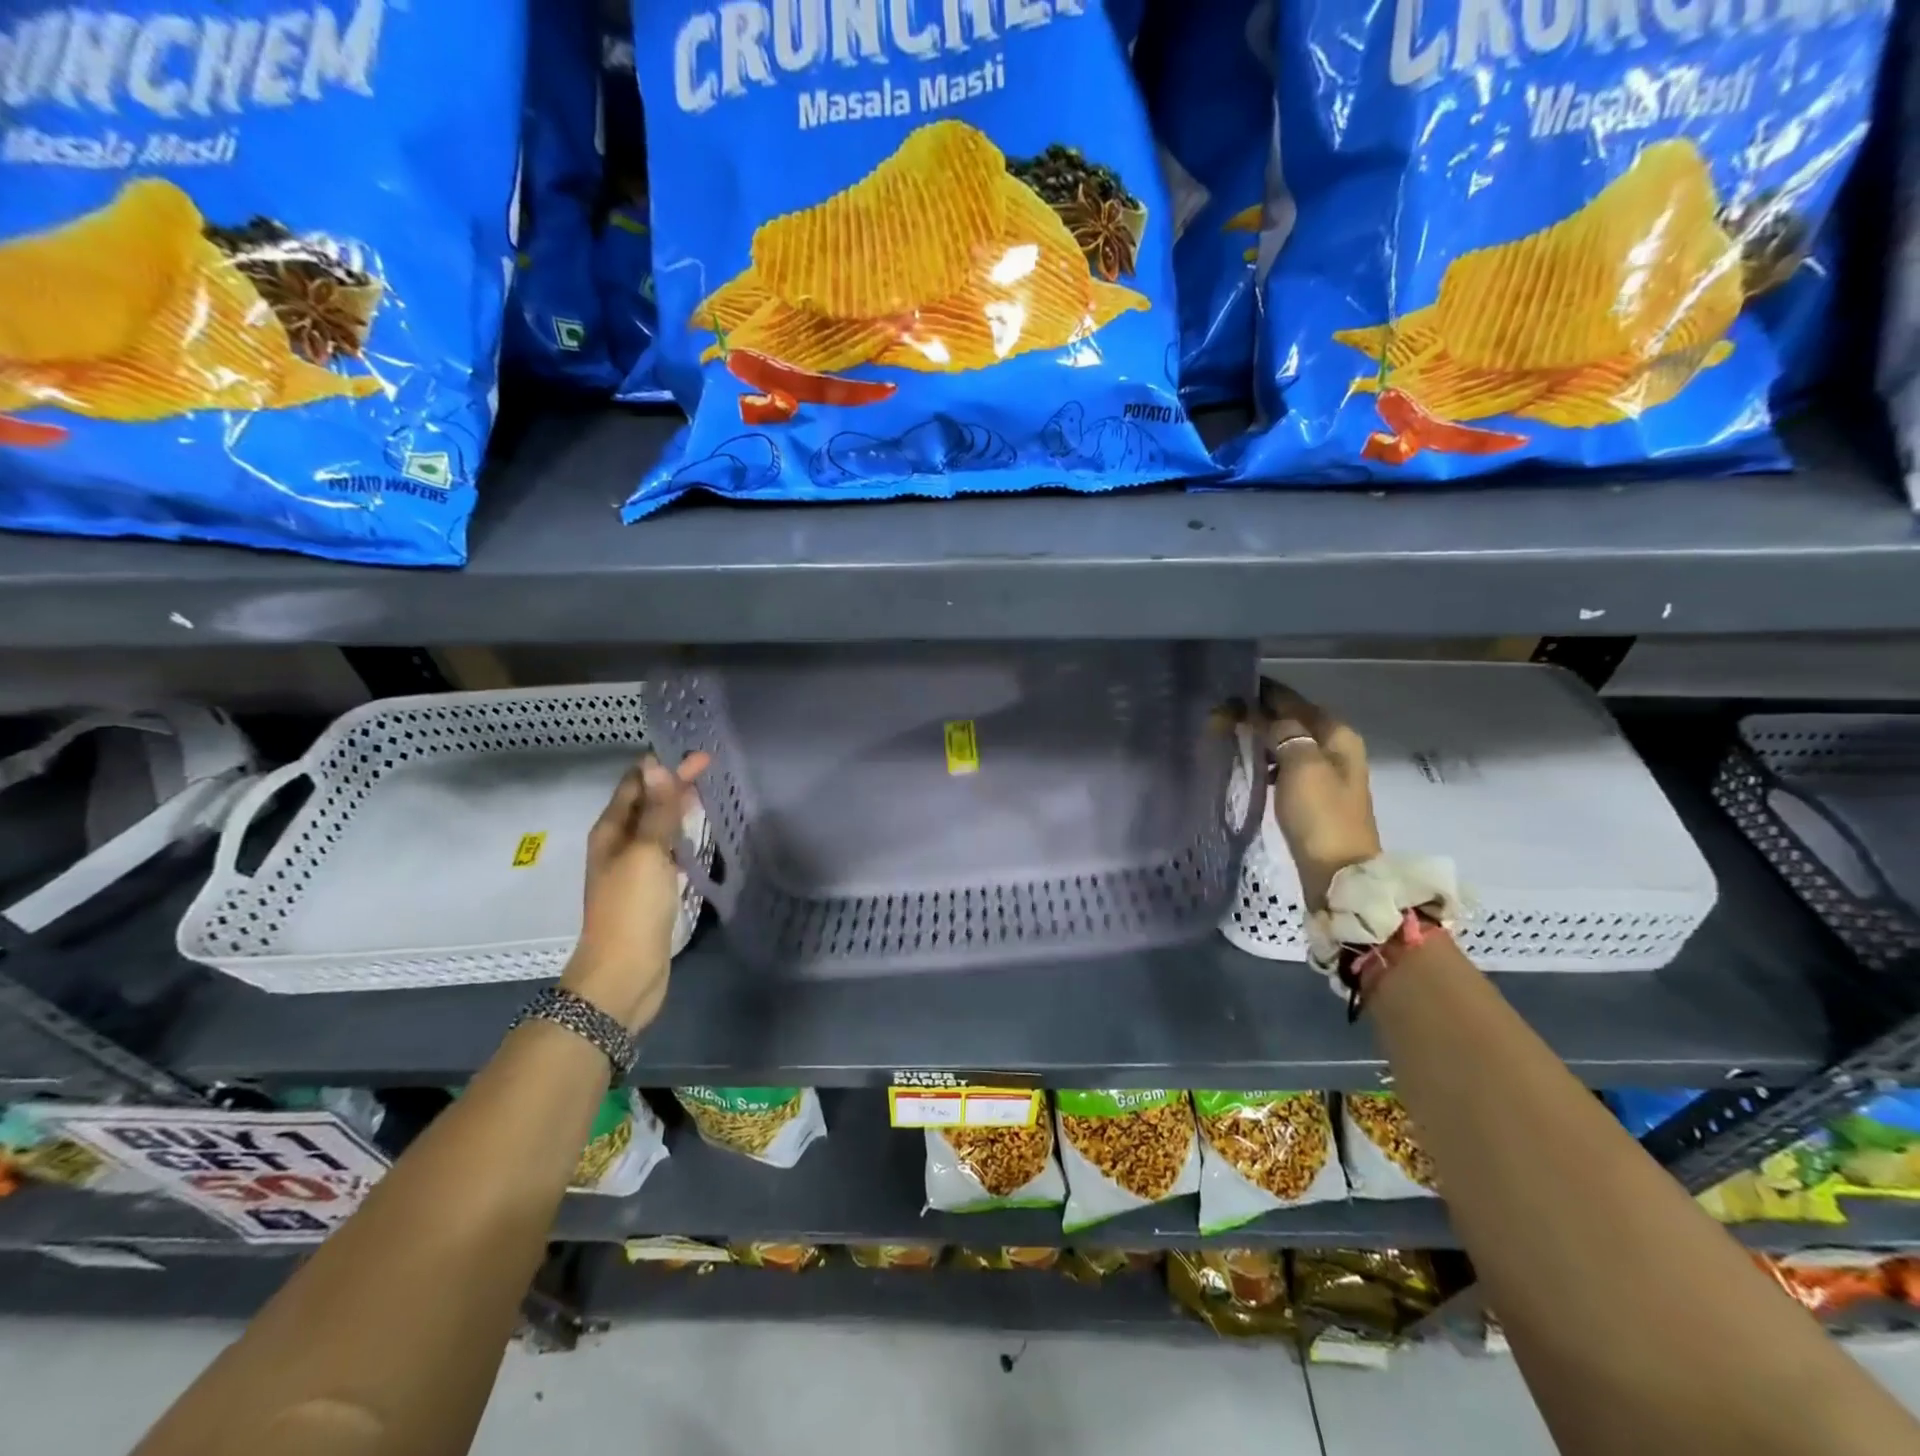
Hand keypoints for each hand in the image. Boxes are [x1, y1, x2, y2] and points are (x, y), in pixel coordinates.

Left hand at [561, 752, 709, 1032]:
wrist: (624, 973)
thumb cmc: (632, 909)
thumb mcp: (646, 853)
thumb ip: (656, 811)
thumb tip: (656, 764)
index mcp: (611, 831)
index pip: (637, 784)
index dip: (664, 766)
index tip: (698, 752)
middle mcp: (619, 846)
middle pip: (647, 804)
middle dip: (673, 784)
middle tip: (711, 768)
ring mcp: (634, 870)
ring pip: (657, 829)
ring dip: (678, 811)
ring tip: (708, 796)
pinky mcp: (650, 892)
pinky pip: (667, 854)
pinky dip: (682, 839)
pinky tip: (699, 840)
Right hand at [1251, 681, 1381, 909]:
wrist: (1338, 873)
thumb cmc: (1320, 814)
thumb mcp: (1301, 765)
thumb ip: (1283, 732)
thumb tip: (1266, 715)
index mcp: (1338, 736)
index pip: (1297, 702)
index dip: (1266, 694)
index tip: (1233, 689)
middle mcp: (1337, 749)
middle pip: (1295, 722)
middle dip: (1262, 715)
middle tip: (1224, 715)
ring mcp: (1327, 775)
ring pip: (1291, 744)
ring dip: (1264, 739)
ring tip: (1231, 737)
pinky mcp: (1315, 798)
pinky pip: (1288, 767)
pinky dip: (1270, 762)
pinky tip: (1252, 768)